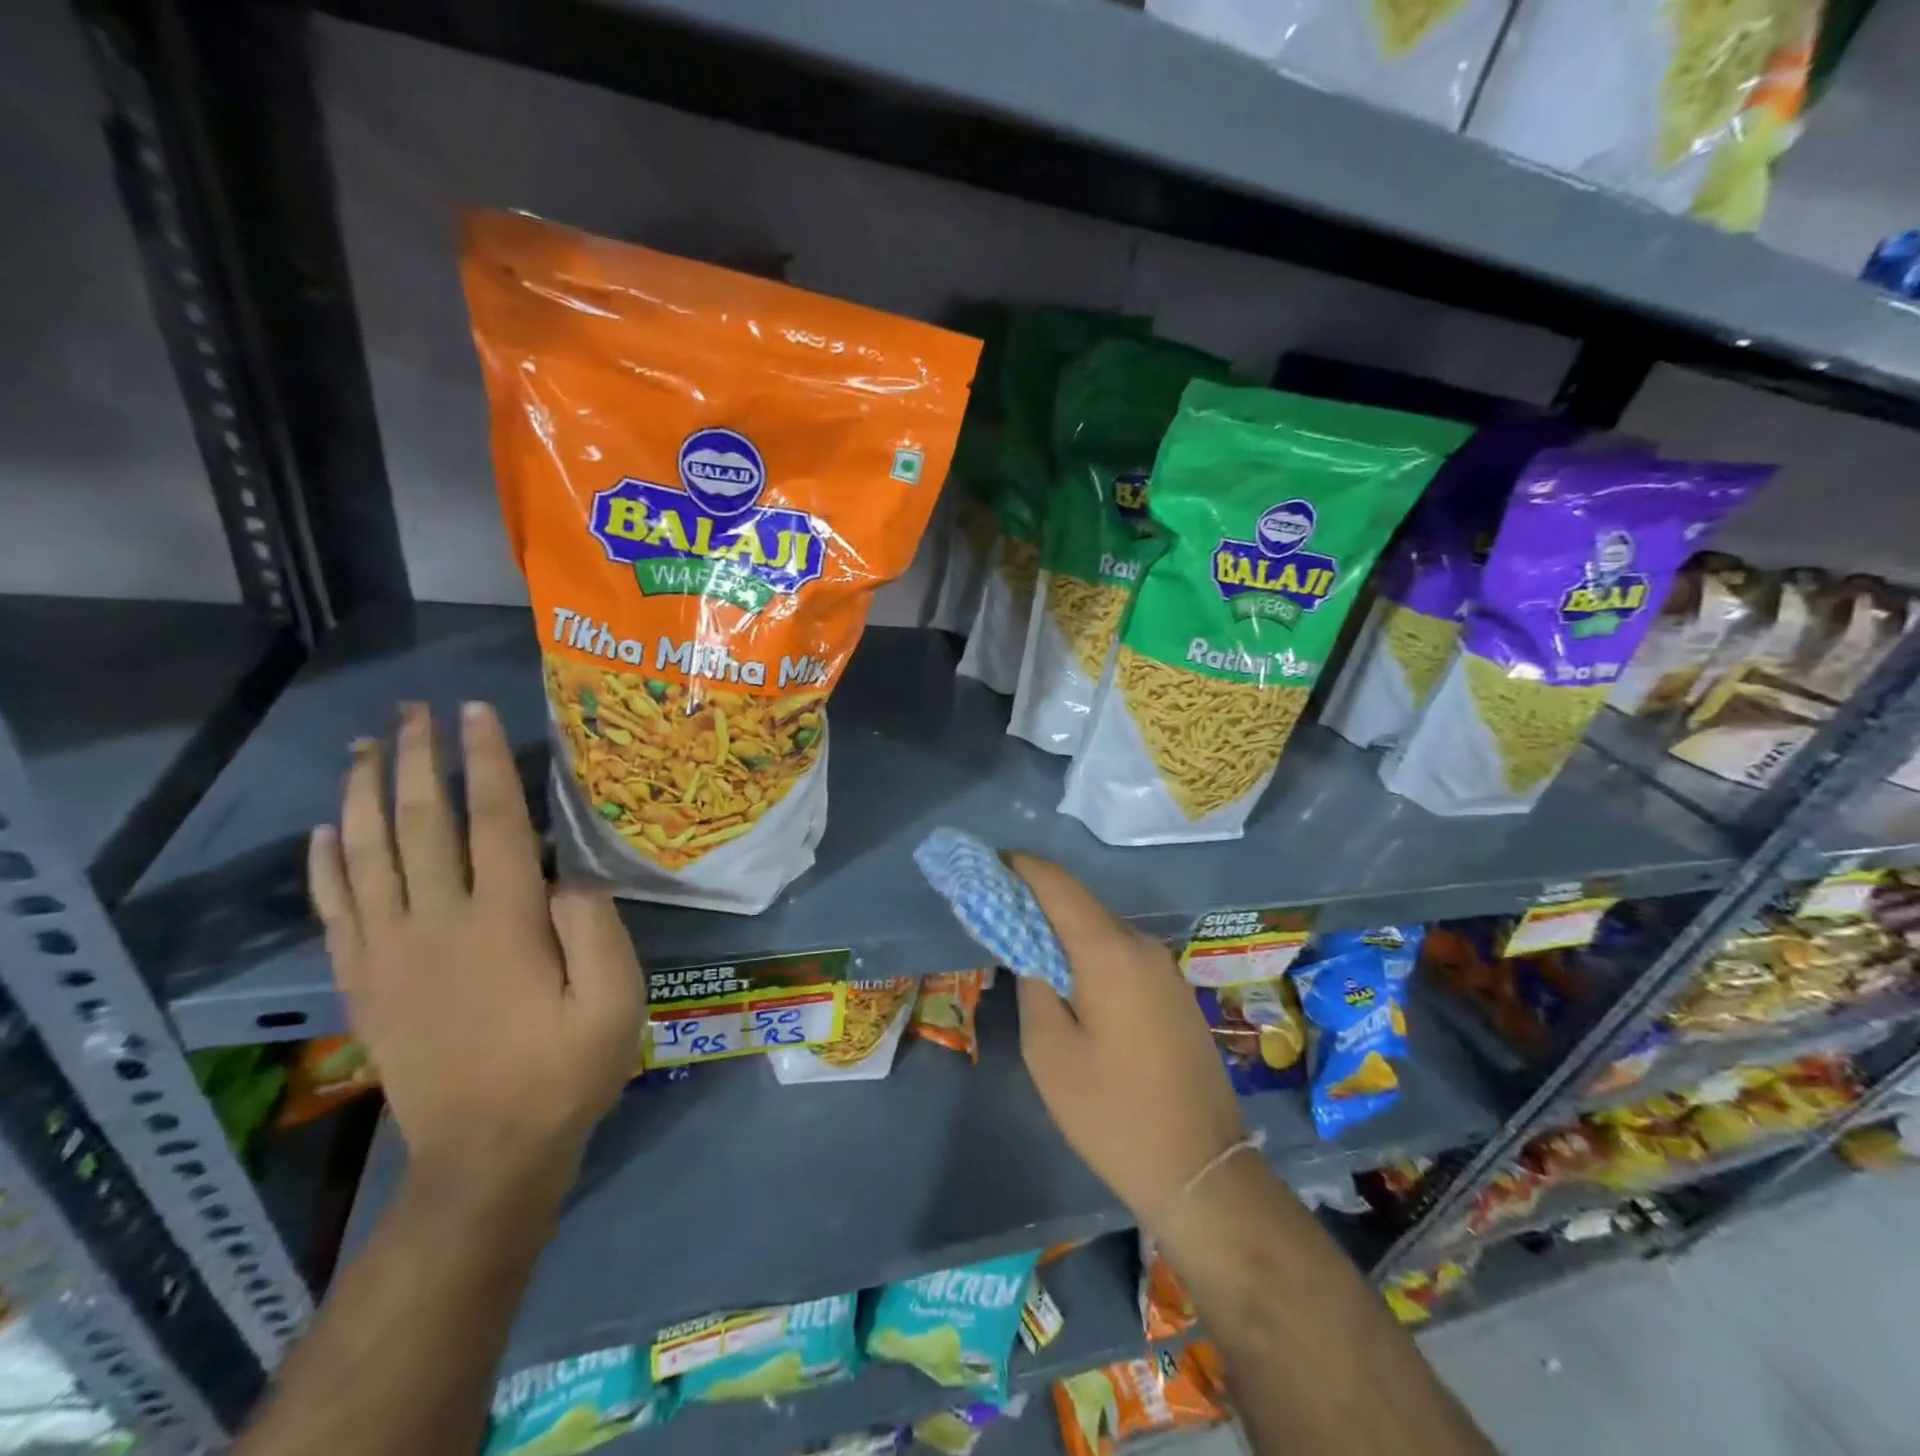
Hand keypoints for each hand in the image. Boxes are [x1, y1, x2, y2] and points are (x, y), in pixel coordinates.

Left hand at [308, 702, 643, 1200]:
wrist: (488, 1155)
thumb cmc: (566, 1070)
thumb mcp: (615, 1000)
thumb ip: (596, 927)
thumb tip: (567, 873)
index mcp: (503, 922)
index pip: (492, 821)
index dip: (483, 762)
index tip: (474, 713)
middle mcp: (436, 924)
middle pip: (419, 824)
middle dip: (416, 759)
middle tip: (414, 711)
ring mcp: (390, 953)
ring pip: (364, 855)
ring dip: (362, 794)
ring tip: (365, 747)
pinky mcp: (365, 982)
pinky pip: (335, 909)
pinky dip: (324, 864)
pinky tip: (323, 831)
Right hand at [1008, 853, 1245, 1230]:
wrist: (1203, 1170)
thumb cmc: (1113, 1112)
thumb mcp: (1050, 1052)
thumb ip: (1034, 987)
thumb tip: (1034, 956)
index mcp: (1109, 951)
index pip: (1058, 885)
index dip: (1021, 868)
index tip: (989, 864)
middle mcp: (1141, 946)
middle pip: (1081, 905)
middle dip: (1037, 901)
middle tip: (997, 912)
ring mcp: (1164, 969)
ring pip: (1102, 931)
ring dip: (1063, 931)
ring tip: (1025, 946)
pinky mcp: (1174, 994)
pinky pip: (1122, 956)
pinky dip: (1089, 953)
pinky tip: (1069, 979)